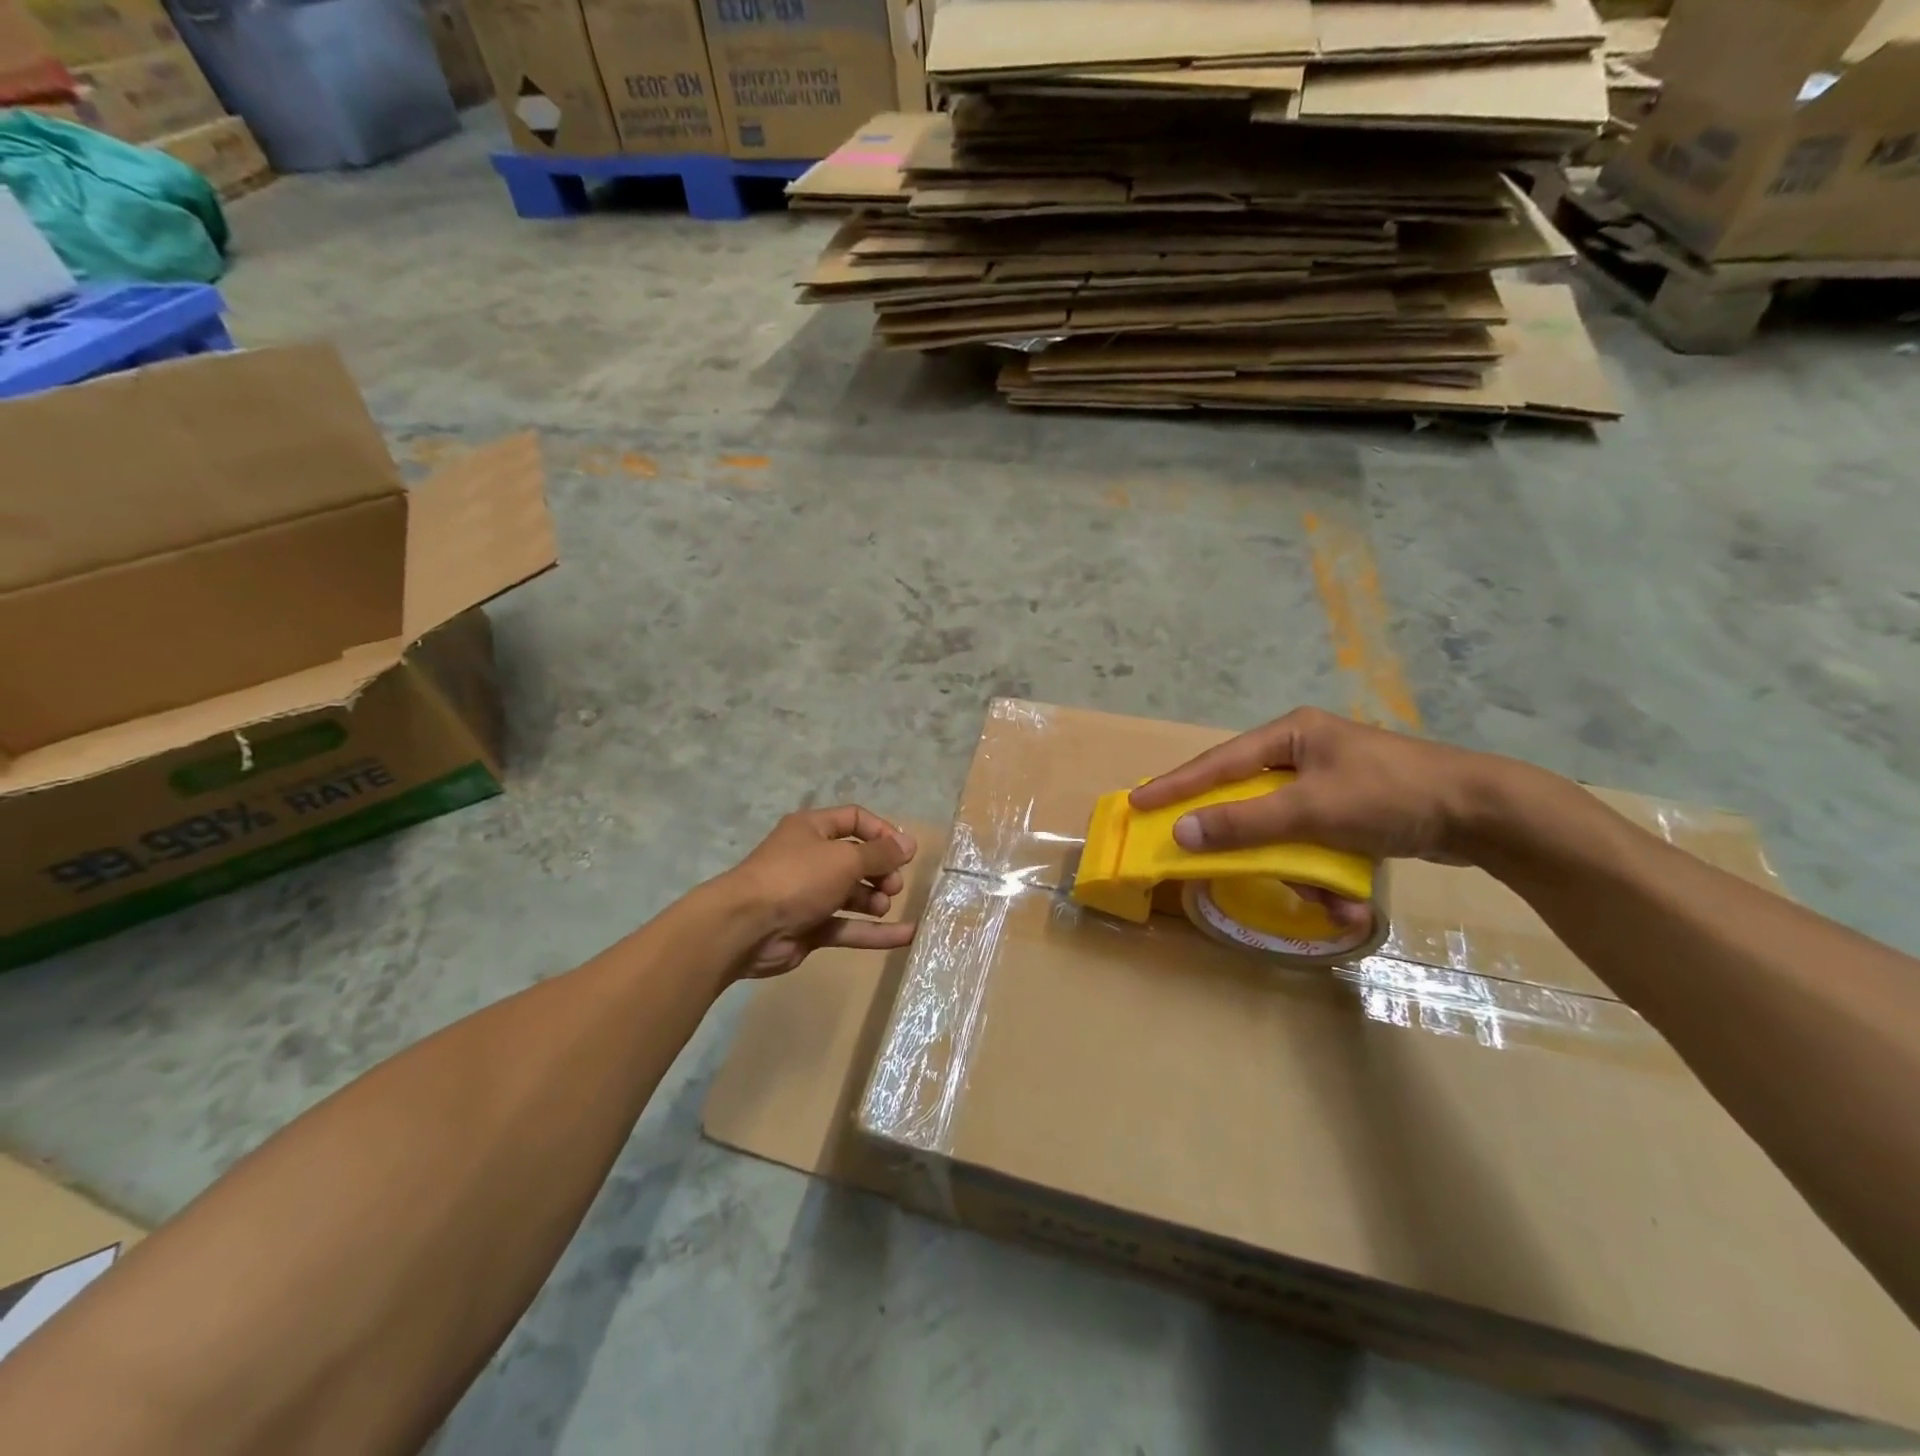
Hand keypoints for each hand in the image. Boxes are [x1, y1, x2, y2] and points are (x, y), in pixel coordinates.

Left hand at [715, 807, 918, 979]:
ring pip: (853, 894)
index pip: (855, 819)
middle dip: (881, 870)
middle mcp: (811, 858)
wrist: (746, 928)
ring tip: (884, 905)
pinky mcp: (810, 927)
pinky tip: (906, 936)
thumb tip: (910, 844)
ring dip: (875, 899)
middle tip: (894, 885)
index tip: (905, 852)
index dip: (882, 833)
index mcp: (812, 829)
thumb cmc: (797, 878)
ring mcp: (810, 895)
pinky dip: (874, 932)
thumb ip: (880, 853)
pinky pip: (848, 926)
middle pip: (857, 859)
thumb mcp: (844, 858)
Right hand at [1131, 706, 1499, 868]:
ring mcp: (1329, 783)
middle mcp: (1303, 753)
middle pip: (1250, 801)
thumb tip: (1182, 831)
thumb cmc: (1388, 795)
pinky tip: (1352, 900)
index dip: (1175, 785)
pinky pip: (1316, 844)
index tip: (1137, 802)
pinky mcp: (1352, 811)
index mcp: (1289, 736)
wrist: (1484, 813)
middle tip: (1216, 863)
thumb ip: (1243, 822)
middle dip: (1251, 845)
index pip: (1217, 763)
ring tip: (1331, 900)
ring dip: (1300, 871)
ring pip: (1285, 832)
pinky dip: (1328, 875)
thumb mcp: (1310, 810)